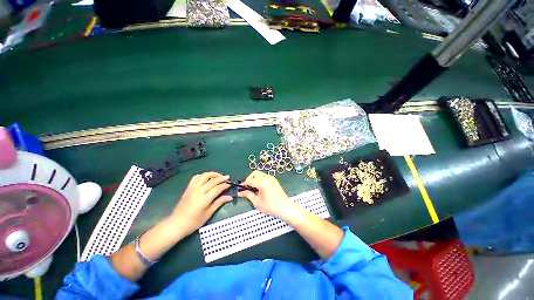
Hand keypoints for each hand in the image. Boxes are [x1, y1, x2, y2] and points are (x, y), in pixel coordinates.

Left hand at [170, 172, 231, 235]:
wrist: (176, 224)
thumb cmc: (193, 222)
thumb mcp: (208, 214)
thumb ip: (219, 203)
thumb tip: (230, 197)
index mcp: (204, 199)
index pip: (217, 188)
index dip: (225, 185)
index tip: (230, 184)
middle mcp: (198, 191)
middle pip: (212, 181)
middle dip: (221, 178)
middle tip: (227, 177)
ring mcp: (192, 189)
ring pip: (204, 176)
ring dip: (212, 174)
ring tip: (218, 175)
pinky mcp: (188, 188)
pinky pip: (195, 178)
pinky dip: (202, 175)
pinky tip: (206, 177)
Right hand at [238, 171, 296, 220]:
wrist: (285, 208)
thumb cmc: (271, 207)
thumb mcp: (257, 202)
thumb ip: (248, 195)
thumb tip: (241, 192)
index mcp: (262, 183)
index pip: (250, 180)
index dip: (244, 184)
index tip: (241, 189)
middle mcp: (267, 178)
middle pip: (254, 173)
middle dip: (249, 179)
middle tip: (248, 187)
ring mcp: (271, 178)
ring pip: (260, 174)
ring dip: (255, 179)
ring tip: (254, 189)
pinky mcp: (274, 180)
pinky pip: (264, 177)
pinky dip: (260, 180)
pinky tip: (260, 189)